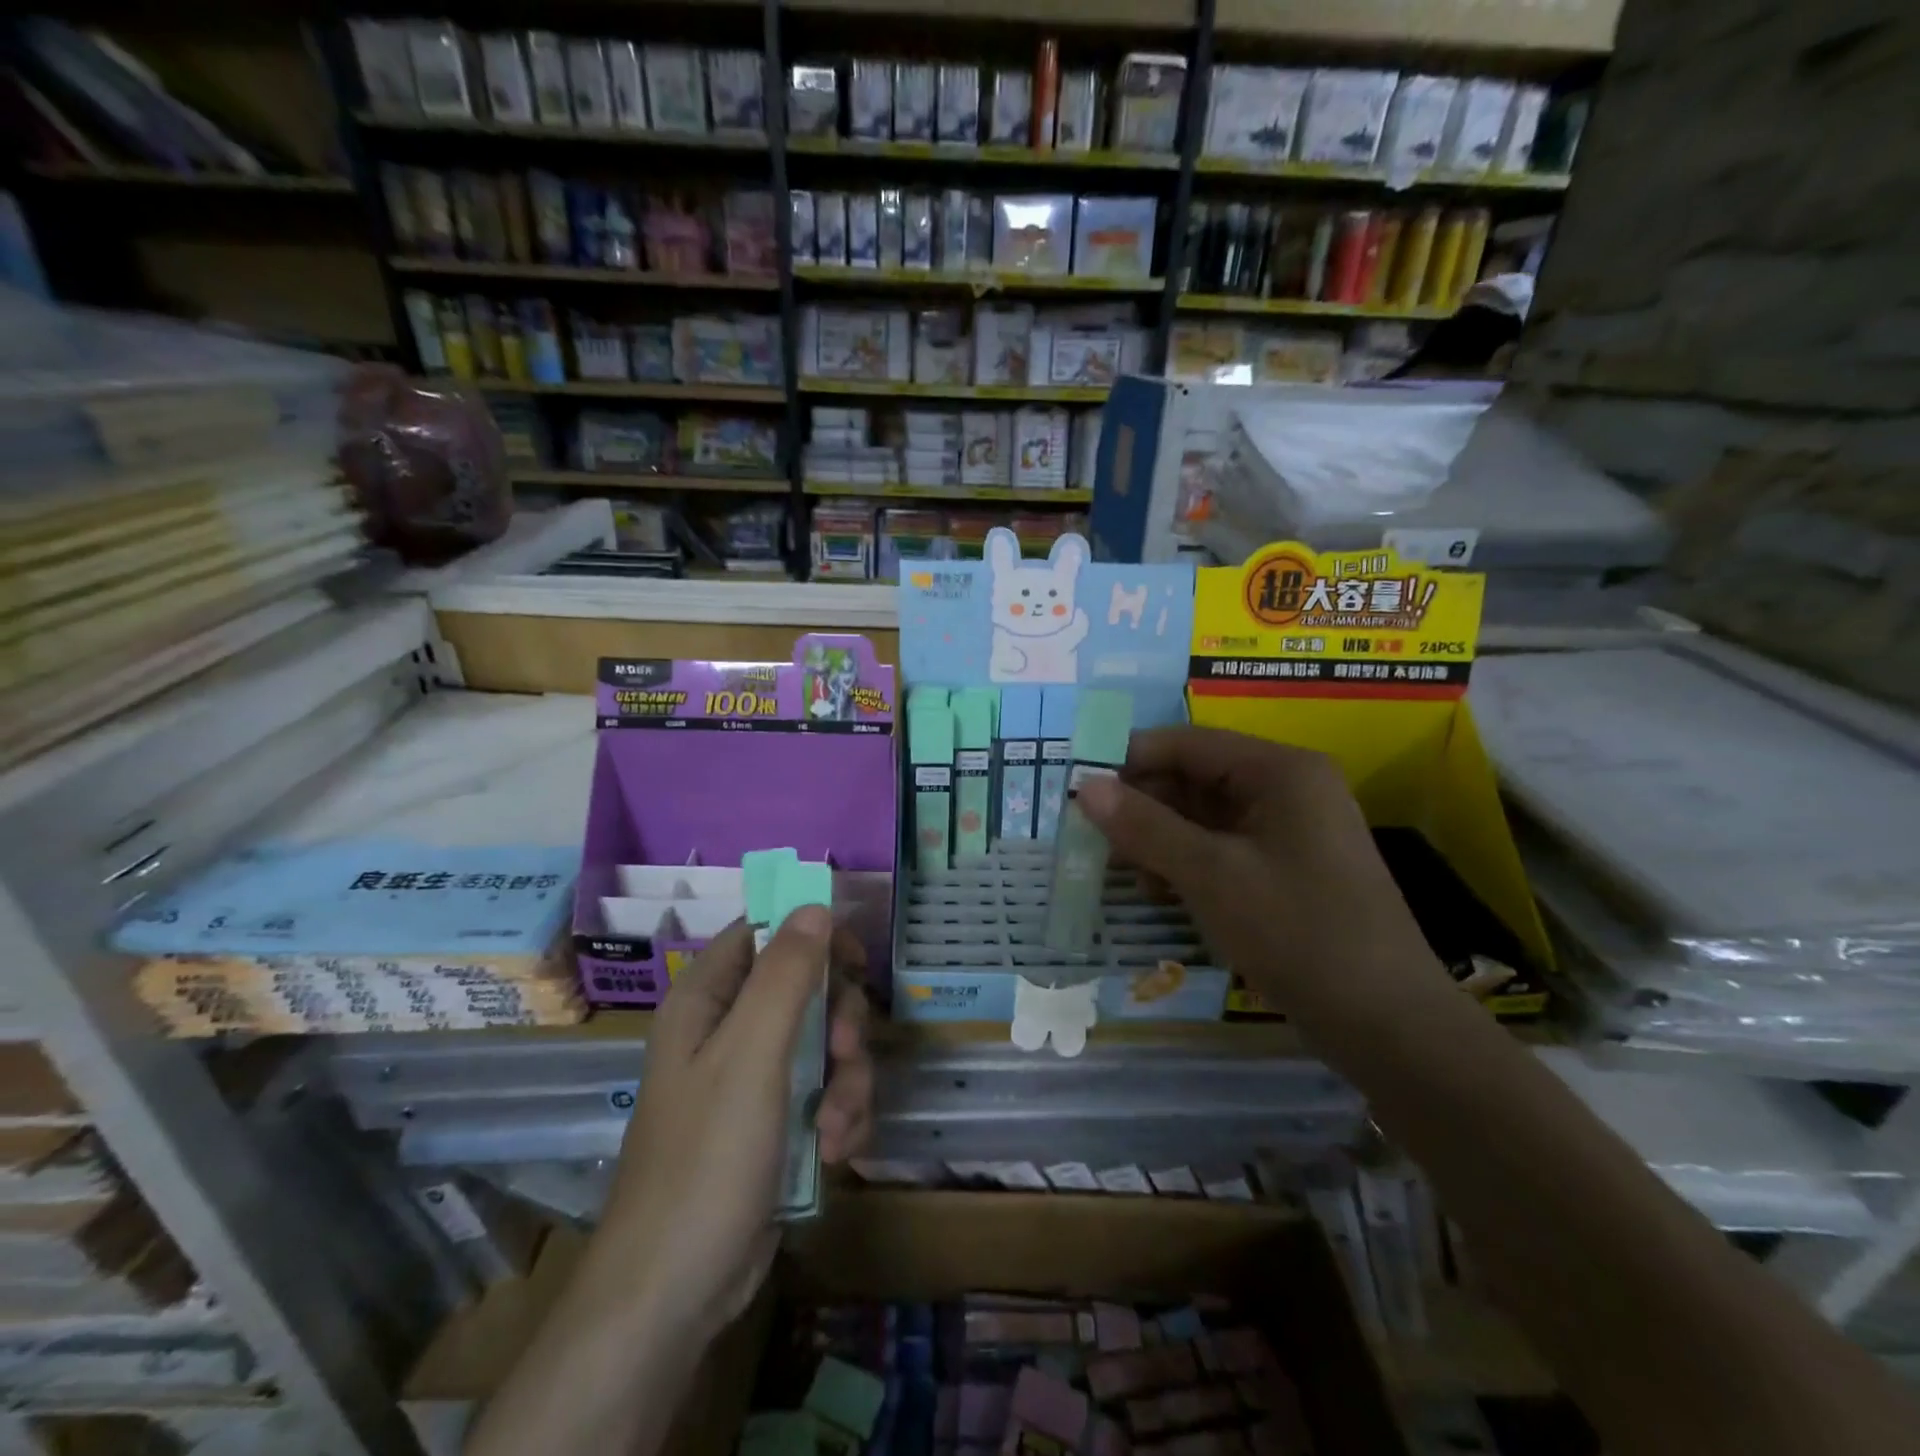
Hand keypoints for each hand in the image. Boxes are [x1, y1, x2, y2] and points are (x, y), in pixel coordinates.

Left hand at [597, 909, 872, 1340]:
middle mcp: (728, 1031)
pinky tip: (837, 1152)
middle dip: (839, 1023)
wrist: (676, 1292)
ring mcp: (754, 1080)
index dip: (811, 936)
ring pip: (825, 1044)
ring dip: (847, 1081)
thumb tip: (816, 905)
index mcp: (707, 1001)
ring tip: (836, 1127)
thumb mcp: (751, 1055)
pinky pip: (826, 1092)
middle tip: (844, 1054)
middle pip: (807, 989)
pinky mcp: (776, 1123)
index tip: (854, 960)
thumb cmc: (706, 1159)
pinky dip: (841, 1116)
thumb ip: (786, 975)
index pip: (764, 934)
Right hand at [1075, 727, 1437, 1016]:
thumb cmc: (1297, 932)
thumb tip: (1084, 787)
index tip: (1079, 788)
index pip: (1187, 744)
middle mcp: (1288, 789)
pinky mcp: (1288, 869)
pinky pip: (1224, 848)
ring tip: (1131, 876)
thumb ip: (1144, 826)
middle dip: (1144, 807)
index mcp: (1280, 771)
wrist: (1387, 1024)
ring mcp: (1291, 831)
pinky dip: (1188, 863)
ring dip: (1162, 839)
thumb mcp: (1210, 875)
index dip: (1129, 760)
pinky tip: (1164, 893)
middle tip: (1095, 840)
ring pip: (1205, 817)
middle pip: (1195, 778)